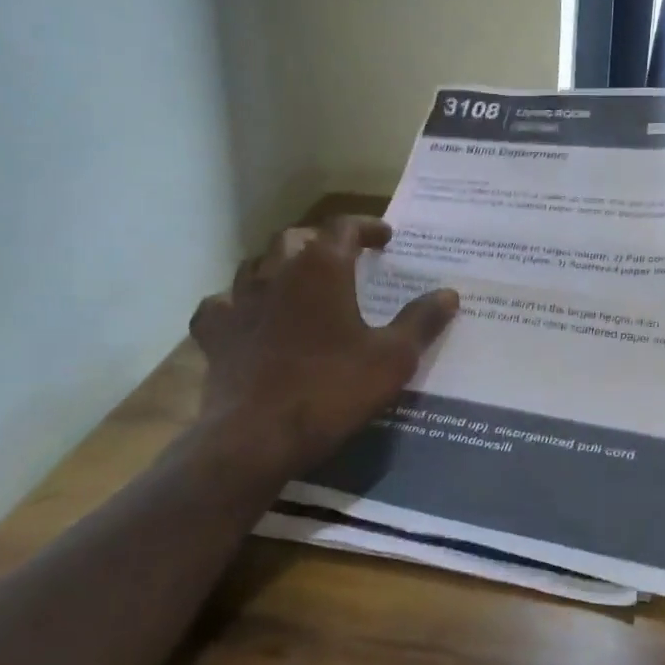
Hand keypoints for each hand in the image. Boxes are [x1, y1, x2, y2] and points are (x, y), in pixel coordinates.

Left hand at [189, 216, 459, 480]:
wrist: (256, 438)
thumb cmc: (332, 390)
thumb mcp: (393, 358)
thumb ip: (422, 321)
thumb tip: (449, 293)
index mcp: (321, 269)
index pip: (344, 227)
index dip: (367, 227)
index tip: (385, 238)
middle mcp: (277, 273)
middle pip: (296, 238)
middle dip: (322, 241)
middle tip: (343, 257)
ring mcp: (240, 302)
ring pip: (256, 265)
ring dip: (279, 265)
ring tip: (298, 279)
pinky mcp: (215, 335)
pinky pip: (220, 305)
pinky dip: (235, 304)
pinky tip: (246, 316)